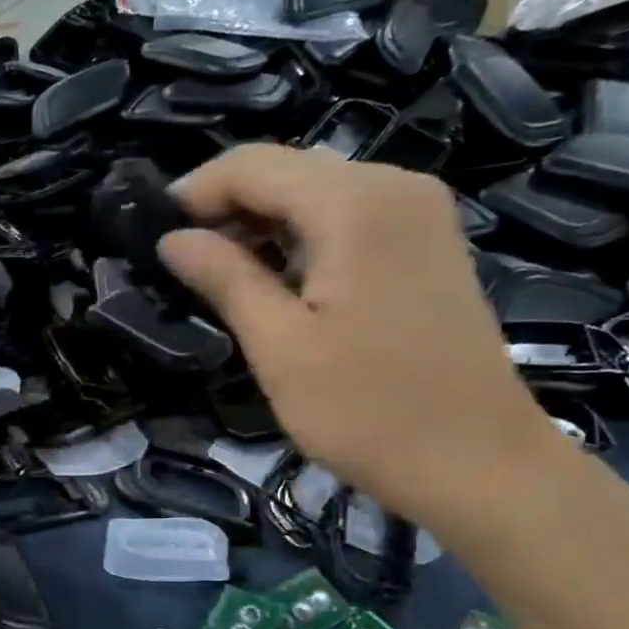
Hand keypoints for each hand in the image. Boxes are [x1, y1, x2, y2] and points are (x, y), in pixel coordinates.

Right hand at [162, 144, 564, 533]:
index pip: (253, 165)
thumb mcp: (279, 347)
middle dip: (227, 207)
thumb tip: (172, 238)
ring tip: (219, 274)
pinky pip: (350, 218)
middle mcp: (394, 185)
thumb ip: (225, 278)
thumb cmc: (368, 411)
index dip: (195, 192)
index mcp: (354, 202)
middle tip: (181, 260)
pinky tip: (278, 278)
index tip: (151, 234)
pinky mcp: (428, 245)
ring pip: (318, 193)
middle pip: (288, 170)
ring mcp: (420, 213)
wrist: (478, 463)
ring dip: (263, 224)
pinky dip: (304, 238)